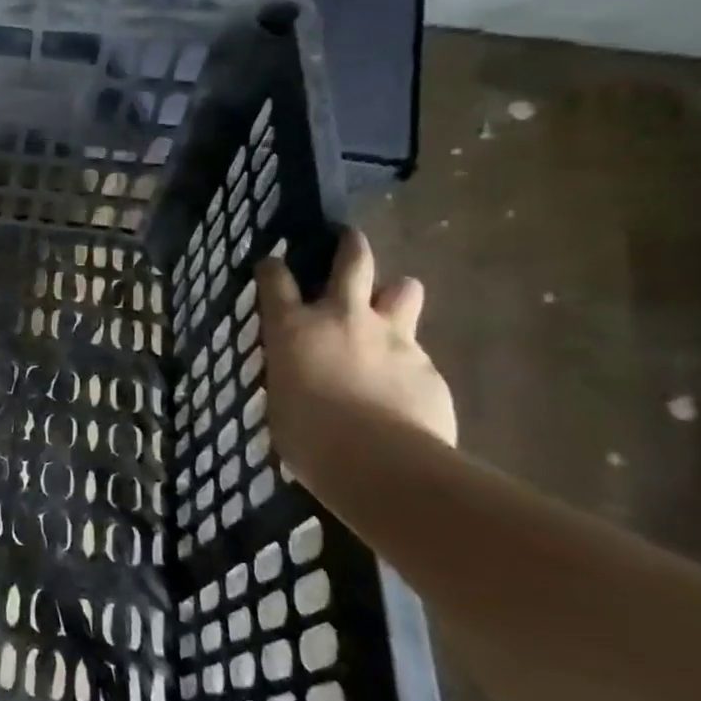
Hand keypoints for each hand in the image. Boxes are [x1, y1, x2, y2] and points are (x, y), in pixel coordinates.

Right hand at [257, 229, 456, 477]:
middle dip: (350, 245)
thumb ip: (292, 375)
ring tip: (393, 306)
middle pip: (353, 261)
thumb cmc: (308, 437)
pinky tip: (403, 384)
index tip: (272, 264)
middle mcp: (343, 318)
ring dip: (396, 294)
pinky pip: (418, 349)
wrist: (380, 462)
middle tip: (349, 238)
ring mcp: (392, 337)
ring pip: (404, 290)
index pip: (275, 280)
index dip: (273, 268)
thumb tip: (299, 377)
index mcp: (294, 328)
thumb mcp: (281, 401)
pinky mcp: (427, 364)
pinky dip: (408, 358)